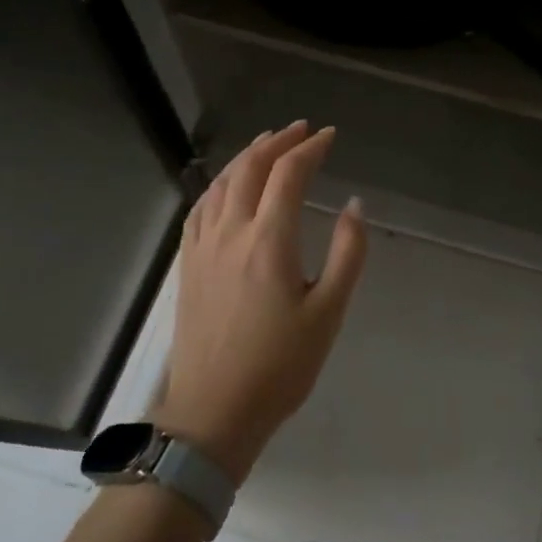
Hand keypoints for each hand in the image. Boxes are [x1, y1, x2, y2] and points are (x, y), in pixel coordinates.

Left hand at [151, 121, 366, 482]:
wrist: (214, 412)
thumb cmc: (280, 366)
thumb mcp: (328, 311)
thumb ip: (348, 252)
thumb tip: (353, 204)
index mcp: (269, 240)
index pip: (288, 175)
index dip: (310, 149)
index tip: (330, 136)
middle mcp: (230, 232)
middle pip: (250, 168)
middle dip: (277, 142)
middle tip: (301, 129)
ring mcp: (203, 247)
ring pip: (221, 183)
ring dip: (246, 157)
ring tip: (266, 144)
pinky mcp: (188, 265)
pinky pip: (200, 208)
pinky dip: (218, 184)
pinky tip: (225, 186)